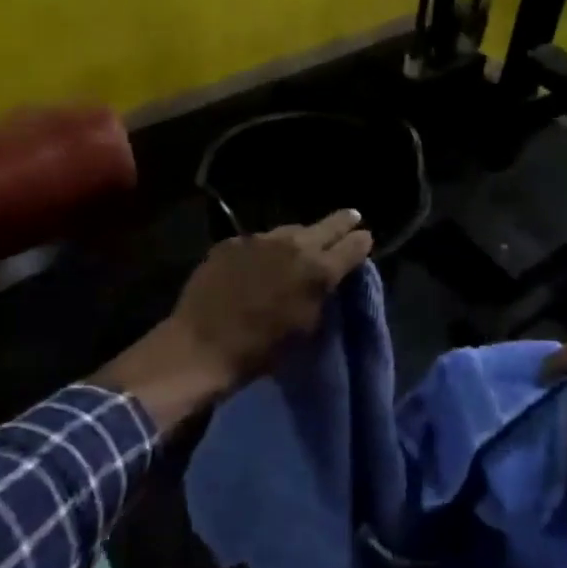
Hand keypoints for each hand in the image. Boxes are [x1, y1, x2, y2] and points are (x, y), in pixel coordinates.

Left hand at [100, 211, 373, 431]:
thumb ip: (321, 295)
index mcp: (317, 269)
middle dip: (341, 222)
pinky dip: (265, 250)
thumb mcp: (305, 326)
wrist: (201, 346)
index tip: (365, 238)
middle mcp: (292, 244)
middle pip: (326, 225)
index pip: (353, 245)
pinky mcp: (231, 242)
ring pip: (289, 231)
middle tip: (352, 217)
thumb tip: (326, 278)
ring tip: (301, 245)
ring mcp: (259, 239)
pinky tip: (260, 263)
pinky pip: (257, 242)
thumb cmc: (261, 350)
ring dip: (299, 238)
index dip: (361, 241)